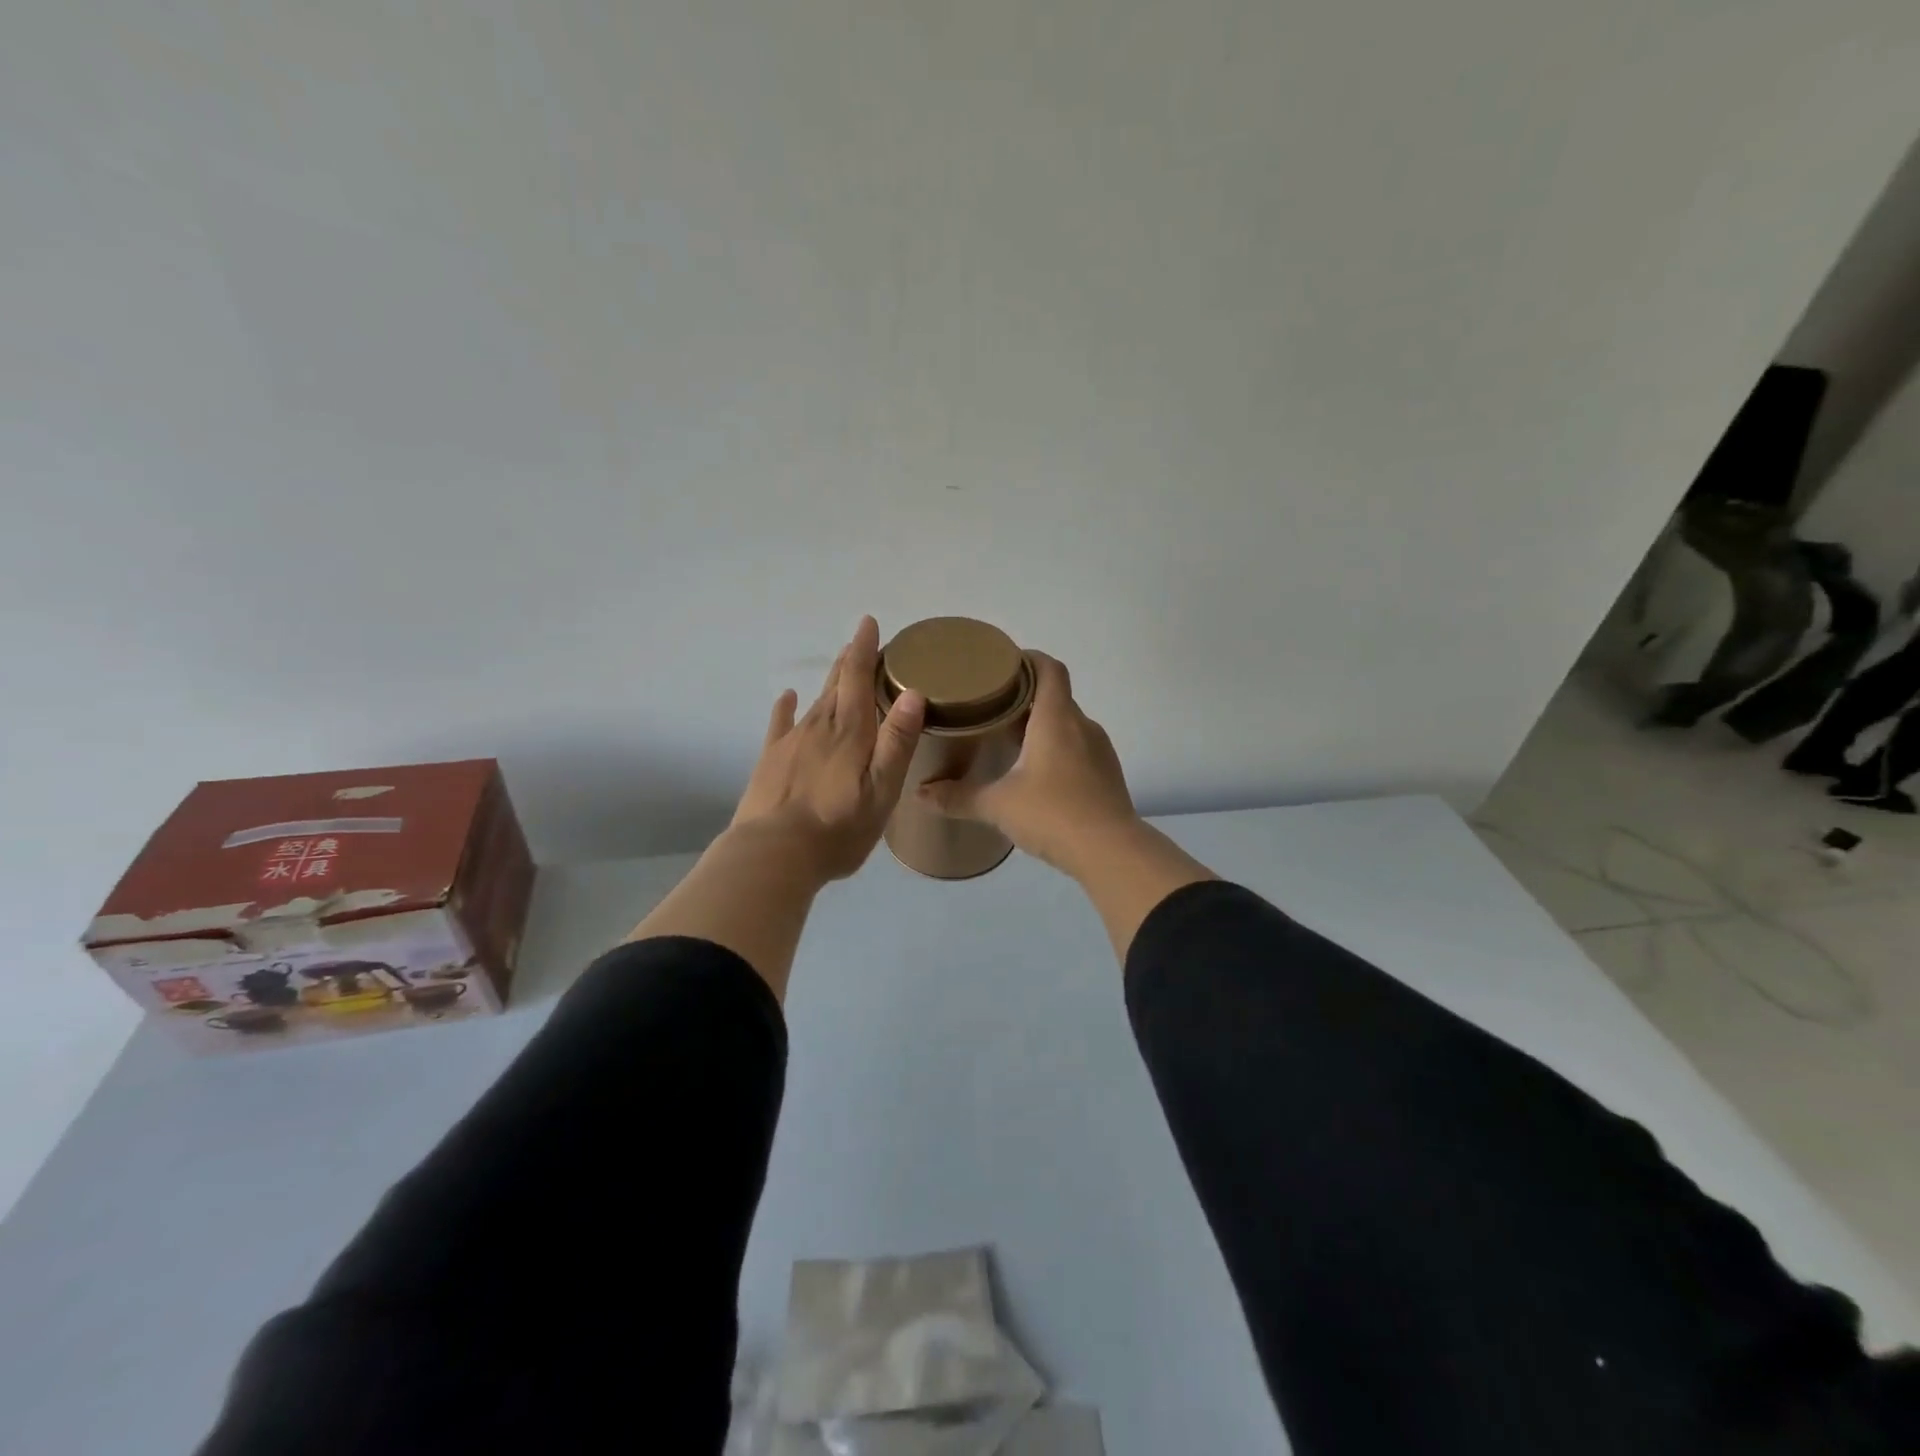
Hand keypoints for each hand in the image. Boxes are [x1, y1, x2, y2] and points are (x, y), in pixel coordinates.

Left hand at [730, 616, 926, 883]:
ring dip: (829, 681)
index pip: (858, 678)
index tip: (868, 623)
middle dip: (850, 660)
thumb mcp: (882, 790)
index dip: (865, 649)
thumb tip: (912, 692)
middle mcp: (820, 726)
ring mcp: (792, 742)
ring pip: (815, 701)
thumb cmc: (838, 828)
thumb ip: (897, 742)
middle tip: (860, 640)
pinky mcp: (771, 760)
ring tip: (839, 665)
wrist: (774, 854)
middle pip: (837, 684)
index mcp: (850, 732)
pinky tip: (787, 697)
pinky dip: (786, 707)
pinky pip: (781, 723)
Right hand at [917, 652, 1139, 875]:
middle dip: (1026, 697)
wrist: (1111, 852)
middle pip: (1056, 696)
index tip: (1003, 665)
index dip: (1028, 659)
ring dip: (1042, 726)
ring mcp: (1099, 751)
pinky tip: (1038, 775)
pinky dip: (1058, 751)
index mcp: (1056, 719)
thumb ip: (958, 797)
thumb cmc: (1052, 814)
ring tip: (1011, 741)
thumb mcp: (998, 805)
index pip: (1049, 669)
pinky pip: (1079, 749)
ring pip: (1068, 725)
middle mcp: (1082, 726)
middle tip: (992, 708)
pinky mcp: (1107, 775)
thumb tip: (920, 793)